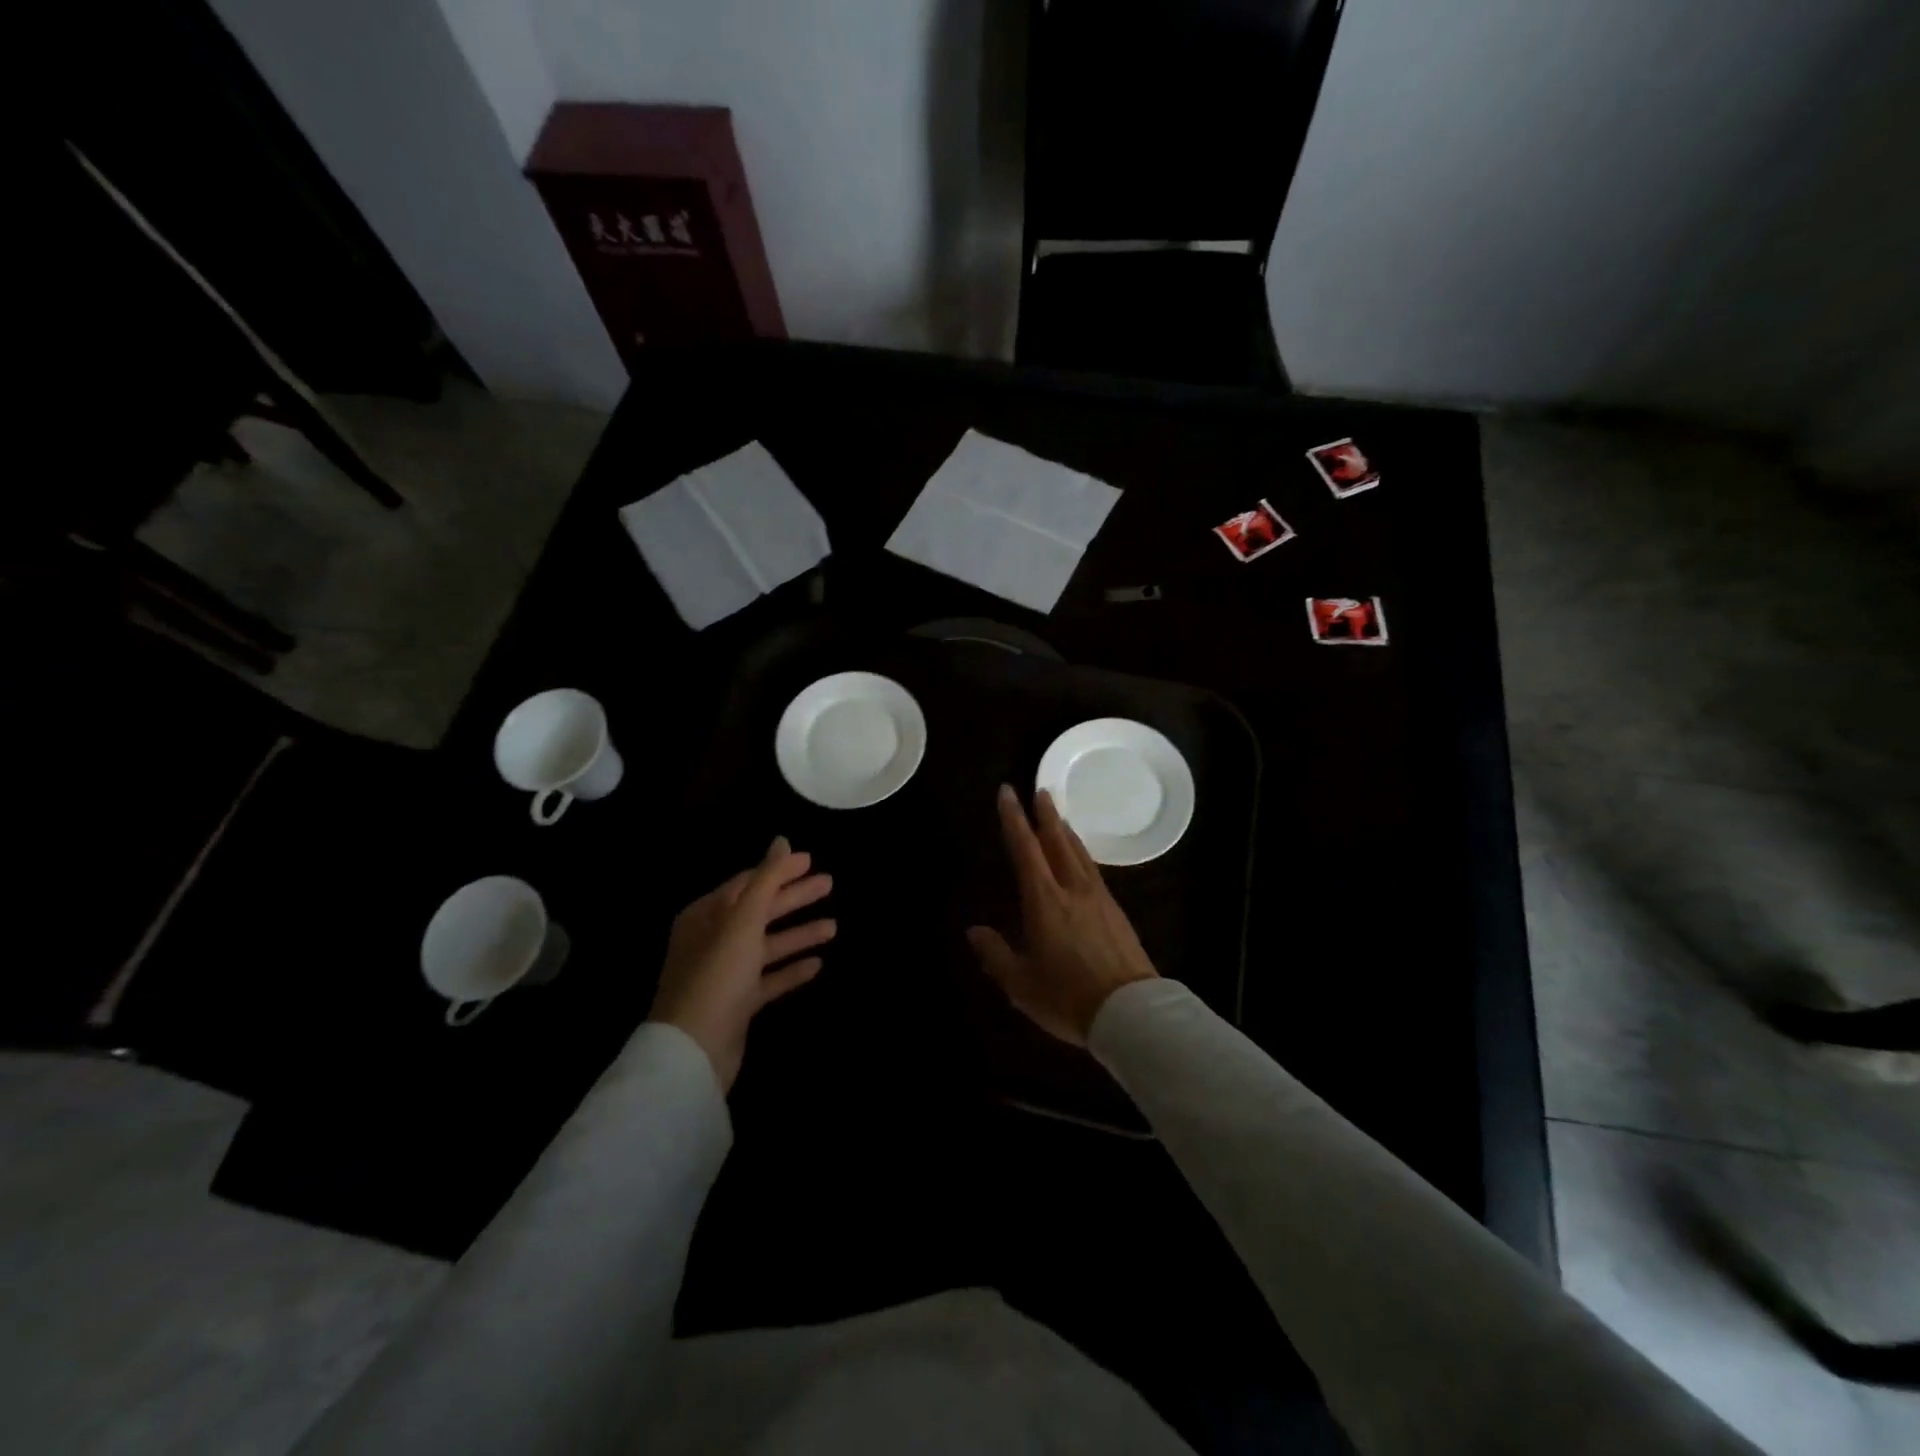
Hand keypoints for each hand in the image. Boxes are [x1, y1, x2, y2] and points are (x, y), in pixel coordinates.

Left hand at [650, 838, 835, 1090]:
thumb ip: (766, 879)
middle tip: (829, 884)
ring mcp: (726, 973)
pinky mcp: (738, 1003)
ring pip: (768, 945)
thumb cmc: (717, 974)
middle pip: (760, 911)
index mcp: (706, 916)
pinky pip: (769, 979)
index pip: (747, 883)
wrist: (694, 1050)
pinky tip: (818, 964)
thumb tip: (782, 840)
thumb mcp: (743, 920)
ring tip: (834, 926)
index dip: (779, 871)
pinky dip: (791, 969)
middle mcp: (713, 940)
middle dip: (794, 898)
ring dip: (798, 934)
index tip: (811, 861)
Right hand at [967, 785, 1157, 1044]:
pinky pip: (1094, 871)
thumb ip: (995, 954)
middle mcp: (1072, 890)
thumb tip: (974, 930)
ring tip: (1059, 817)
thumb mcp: (1021, 984)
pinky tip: (1083, 861)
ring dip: (1066, 831)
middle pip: (1057, 842)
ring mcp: (1099, 899)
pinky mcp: (1117, 912)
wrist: (1131, 1012)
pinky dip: (1083, 854)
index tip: (1008, 793)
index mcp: (1045, 901)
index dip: (1014, 819)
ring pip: (1079, 854)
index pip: (1025, 850)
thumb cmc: (1068, 997)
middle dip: (1046, 815)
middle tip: (1041, 790)